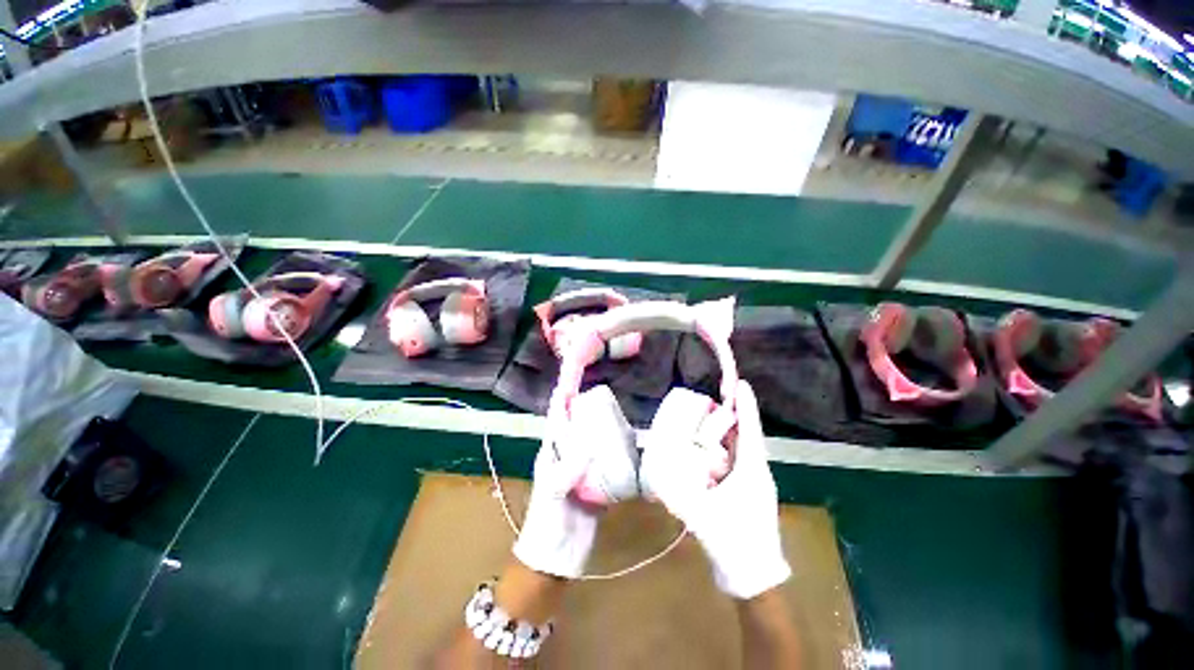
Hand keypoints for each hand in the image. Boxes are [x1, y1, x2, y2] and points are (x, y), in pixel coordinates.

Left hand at [513, 385, 633, 577]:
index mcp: (552, 452)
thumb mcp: (553, 494)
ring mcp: (581, 467)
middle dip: (585, 407)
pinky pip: (605, 458)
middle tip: (603, 393)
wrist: (558, 555)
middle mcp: (566, 454)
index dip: (562, 398)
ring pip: (591, 439)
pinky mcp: (595, 480)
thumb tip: (588, 448)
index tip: (571, 378)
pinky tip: (627, 443)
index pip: (556, 418)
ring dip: (601, 425)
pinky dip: (614, 448)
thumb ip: (567, 471)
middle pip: (576, 424)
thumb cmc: (548, 522)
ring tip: (618, 412)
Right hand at [640, 381, 790, 598]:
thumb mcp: (702, 515)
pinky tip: (711, 447)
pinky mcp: (747, 490)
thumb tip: (656, 475)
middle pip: (746, 435)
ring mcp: (754, 481)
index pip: (749, 431)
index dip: (745, 406)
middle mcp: (755, 471)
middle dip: (734, 413)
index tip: (740, 383)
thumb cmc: (733, 541)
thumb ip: (677, 494)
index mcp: (751, 471)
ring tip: (713, 414)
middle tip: (717, 395)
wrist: (754, 576)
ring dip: (730, 430)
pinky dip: (726, 447)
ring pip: (742, 447)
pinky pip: (738, 460)